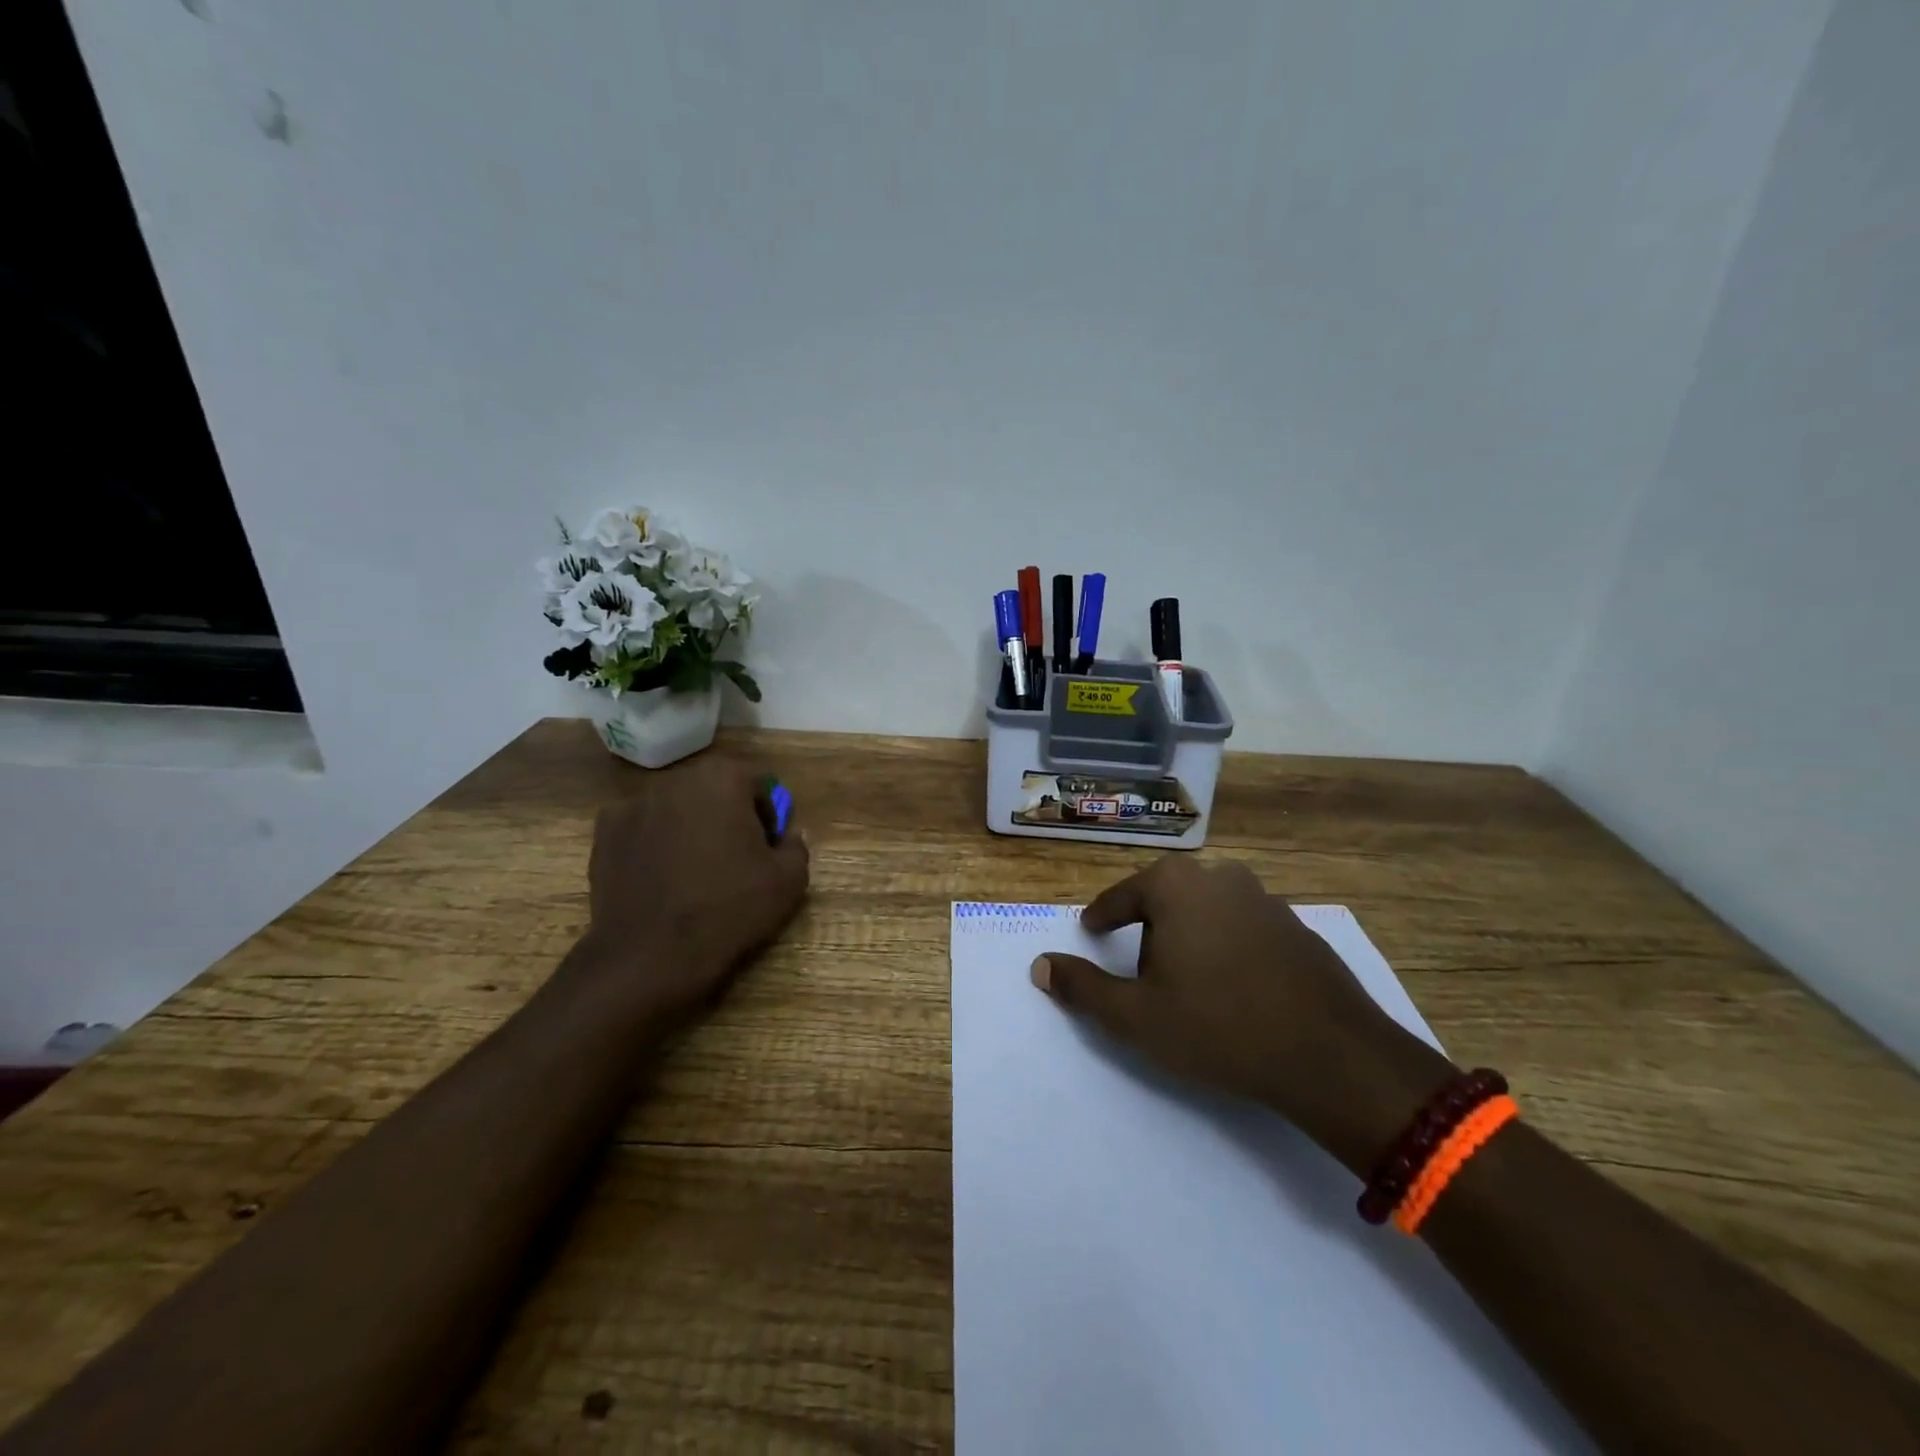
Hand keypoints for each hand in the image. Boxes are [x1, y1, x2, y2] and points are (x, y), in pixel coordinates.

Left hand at [566, 756, 809, 1025]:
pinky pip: (642, 828)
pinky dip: (654, 843)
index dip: (769, 815)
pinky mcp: (605, 833)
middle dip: (729, 816)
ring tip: (695, 872)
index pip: (759, 783)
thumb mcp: (789, 881)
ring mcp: (634, 804)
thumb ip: (796, 845)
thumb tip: (786, 835)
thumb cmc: (728, 909)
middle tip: (735, 859)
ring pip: (678, 808)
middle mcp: (676, 779)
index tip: (767, 848)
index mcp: (723, 779)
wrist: (651, 956)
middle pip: (715, 789)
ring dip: (691, 827)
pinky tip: (661, 877)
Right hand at [1034, 856, 1453, 1171]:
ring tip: (1187, 983)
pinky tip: (1233, 989)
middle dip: (1147, 931)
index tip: (1092, 935)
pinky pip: (1241, 927)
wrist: (1331, 1056)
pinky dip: (1226, 948)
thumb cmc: (1218, 1027)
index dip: (1101, 919)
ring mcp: (1264, 897)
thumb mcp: (1135, 1016)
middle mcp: (1219, 876)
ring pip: (1204, 910)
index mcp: (1175, 884)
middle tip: (1140, 972)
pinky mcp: (1296, 925)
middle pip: (1164, 899)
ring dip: (1188, 938)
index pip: (1120, 897)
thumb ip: (1082, 988)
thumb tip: (1039, 966)